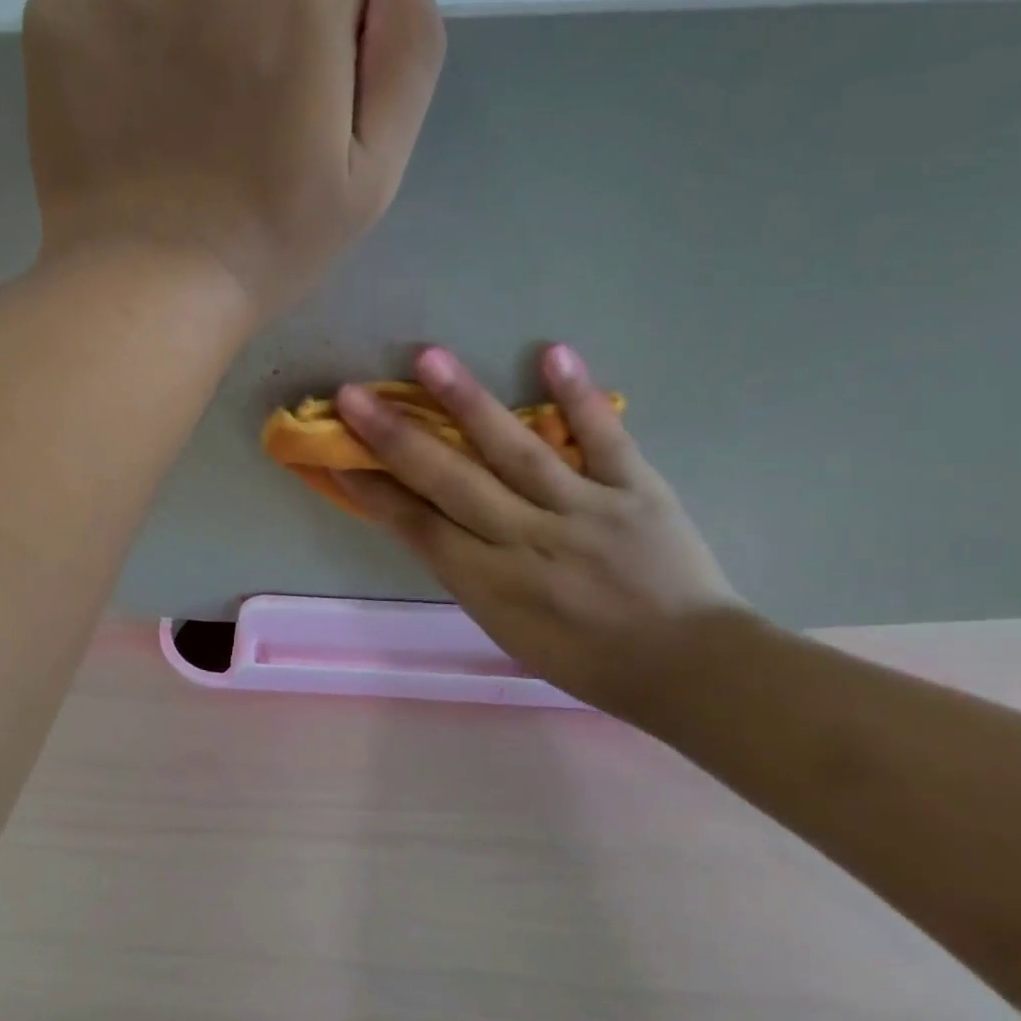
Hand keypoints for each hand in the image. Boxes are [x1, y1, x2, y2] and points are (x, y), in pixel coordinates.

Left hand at [21, 0, 444, 319]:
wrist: (146, 288)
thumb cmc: (270, 245)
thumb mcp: (373, 173)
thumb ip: (408, 52)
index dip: (339, 28)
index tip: (309, 103)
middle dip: (269, 22)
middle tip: (244, 127)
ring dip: (200, 26)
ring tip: (187, 126)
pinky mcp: (63, 5)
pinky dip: (133, 32)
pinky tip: (135, 107)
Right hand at [335, 345, 748, 718]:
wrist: (686, 667)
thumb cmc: (587, 661)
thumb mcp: (508, 630)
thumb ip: (470, 573)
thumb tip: (434, 521)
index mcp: (491, 584)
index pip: (418, 527)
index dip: (372, 490)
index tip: (334, 454)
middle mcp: (528, 540)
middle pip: (450, 481)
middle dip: (395, 437)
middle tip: (353, 394)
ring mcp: (584, 510)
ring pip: (516, 450)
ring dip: (468, 402)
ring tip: (428, 358)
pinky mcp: (637, 490)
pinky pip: (605, 438)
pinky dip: (579, 397)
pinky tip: (552, 353)